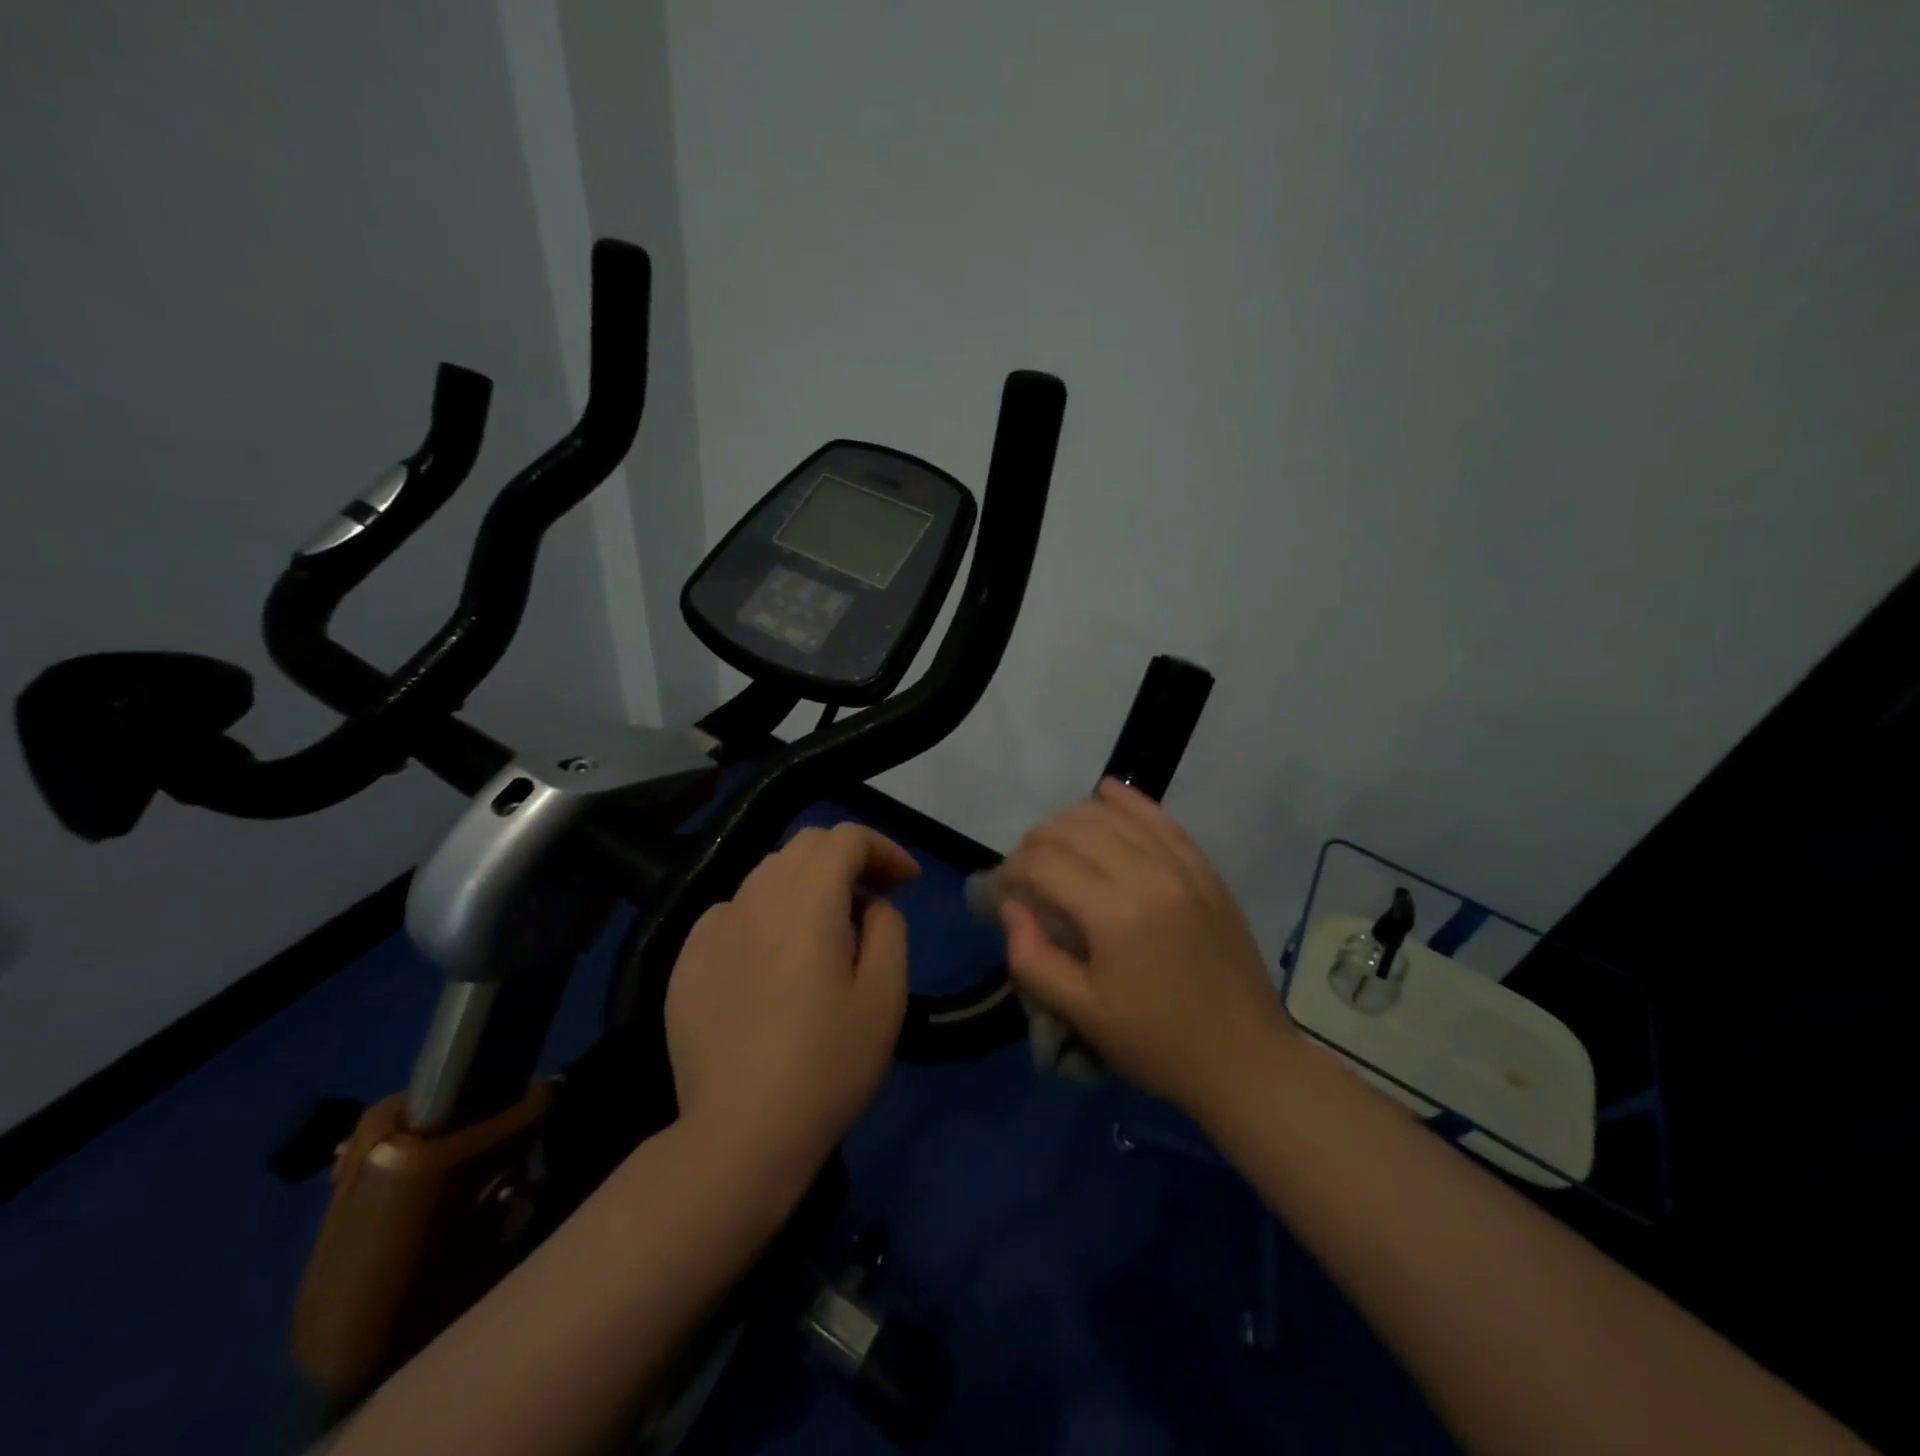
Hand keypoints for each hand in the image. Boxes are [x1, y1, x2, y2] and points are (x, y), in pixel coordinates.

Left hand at [666, 823, 918, 1184]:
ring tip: (827, 931)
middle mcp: (755, 897)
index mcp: (807, 899)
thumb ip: (887, 929)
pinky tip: (773, 962)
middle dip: (847, 859)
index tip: (907, 882)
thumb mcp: (885, 995)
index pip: (846, 837)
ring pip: (767, 876)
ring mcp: (713, 926)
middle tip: (874, 899)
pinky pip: (733, 913)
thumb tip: (870, 905)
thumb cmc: (828, 1064)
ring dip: (806, 885)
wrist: (740, 1133)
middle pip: (805, 846)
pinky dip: (765, 916)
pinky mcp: (687, 960)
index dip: (883, 848)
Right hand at [998, 779, 1293, 1118]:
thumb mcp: (1082, 1014)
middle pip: (1074, 830)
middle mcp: (1148, 875)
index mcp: (1114, 914)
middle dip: (1037, 842)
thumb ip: (1032, 958)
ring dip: (1073, 820)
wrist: (1246, 1059)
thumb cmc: (1157, 1044)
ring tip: (1056, 843)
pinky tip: (1105, 793)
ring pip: (1113, 816)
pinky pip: (1160, 819)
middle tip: (1027, 872)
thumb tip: (1012, 908)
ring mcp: (1182, 867)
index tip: (1004, 890)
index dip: (1012, 870)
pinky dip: (1128, 802)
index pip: (1044, 863)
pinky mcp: (1205, 869)